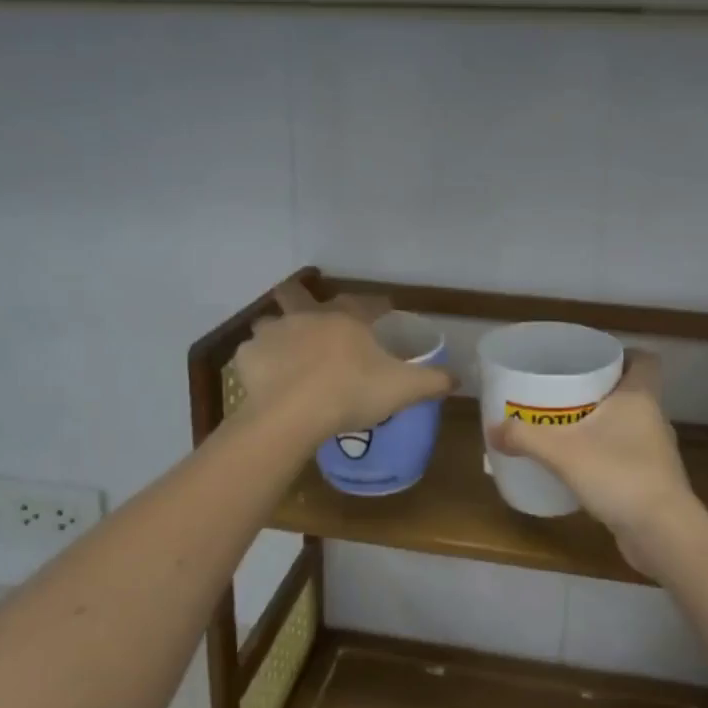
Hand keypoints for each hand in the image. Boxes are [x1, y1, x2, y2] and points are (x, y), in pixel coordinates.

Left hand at [234, 281, 452, 438]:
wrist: (293, 414)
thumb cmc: (351, 393)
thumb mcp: (403, 389)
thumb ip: (432, 381)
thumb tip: (459, 378)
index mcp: (345, 319)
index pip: (366, 302)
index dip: (377, 304)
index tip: (385, 308)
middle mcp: (307, 316)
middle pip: (298, 292)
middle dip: (302, 294)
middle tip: (311, 309)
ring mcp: (274, 334)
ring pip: (270, 321)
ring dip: (277, 329)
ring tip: (285, 347)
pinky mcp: (248, 358)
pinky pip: (252, 353)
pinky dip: (259, 361)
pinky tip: (266, 376)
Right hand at [487, 351, 703, 574]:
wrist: (662, 533)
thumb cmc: (619, 474)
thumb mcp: (561, 451)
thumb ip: (524, 437)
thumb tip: (492, 430)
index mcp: (640, 397)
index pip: (644, 360)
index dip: (623, 355)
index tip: (592, 361)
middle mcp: (653, 418)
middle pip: (630, 391)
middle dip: (599, 390)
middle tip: (564, 393)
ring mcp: (656, 451)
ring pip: (627, 425)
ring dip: (601, 424)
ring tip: (566, 428)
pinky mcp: (653, 480)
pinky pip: (626, 454)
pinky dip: (605, 454)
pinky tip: (579, 466)